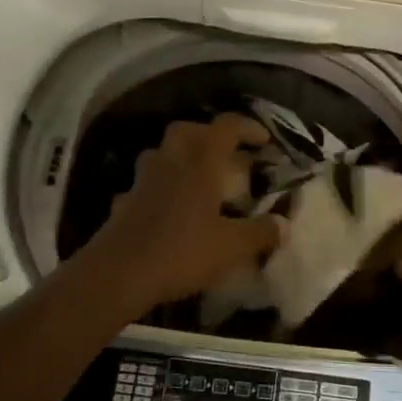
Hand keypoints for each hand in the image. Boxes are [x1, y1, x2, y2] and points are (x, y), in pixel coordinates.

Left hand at [82, 115, 282, 313]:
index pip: (226, 127)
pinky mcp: (125, 200)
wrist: (118, 273)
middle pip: (189, 131)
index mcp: (201, 162)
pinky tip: (169, 207)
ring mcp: (143, 179)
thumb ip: (260, 233)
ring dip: (182, 157)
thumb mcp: (231, 247)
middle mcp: (171, 161)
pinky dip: (160, 188)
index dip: (248, 128)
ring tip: (199, 177)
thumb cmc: (181, 251)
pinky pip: (146, 184)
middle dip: (211, 136)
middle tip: (228, 155)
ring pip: (164, 153)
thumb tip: (283, 224)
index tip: (264, 141)